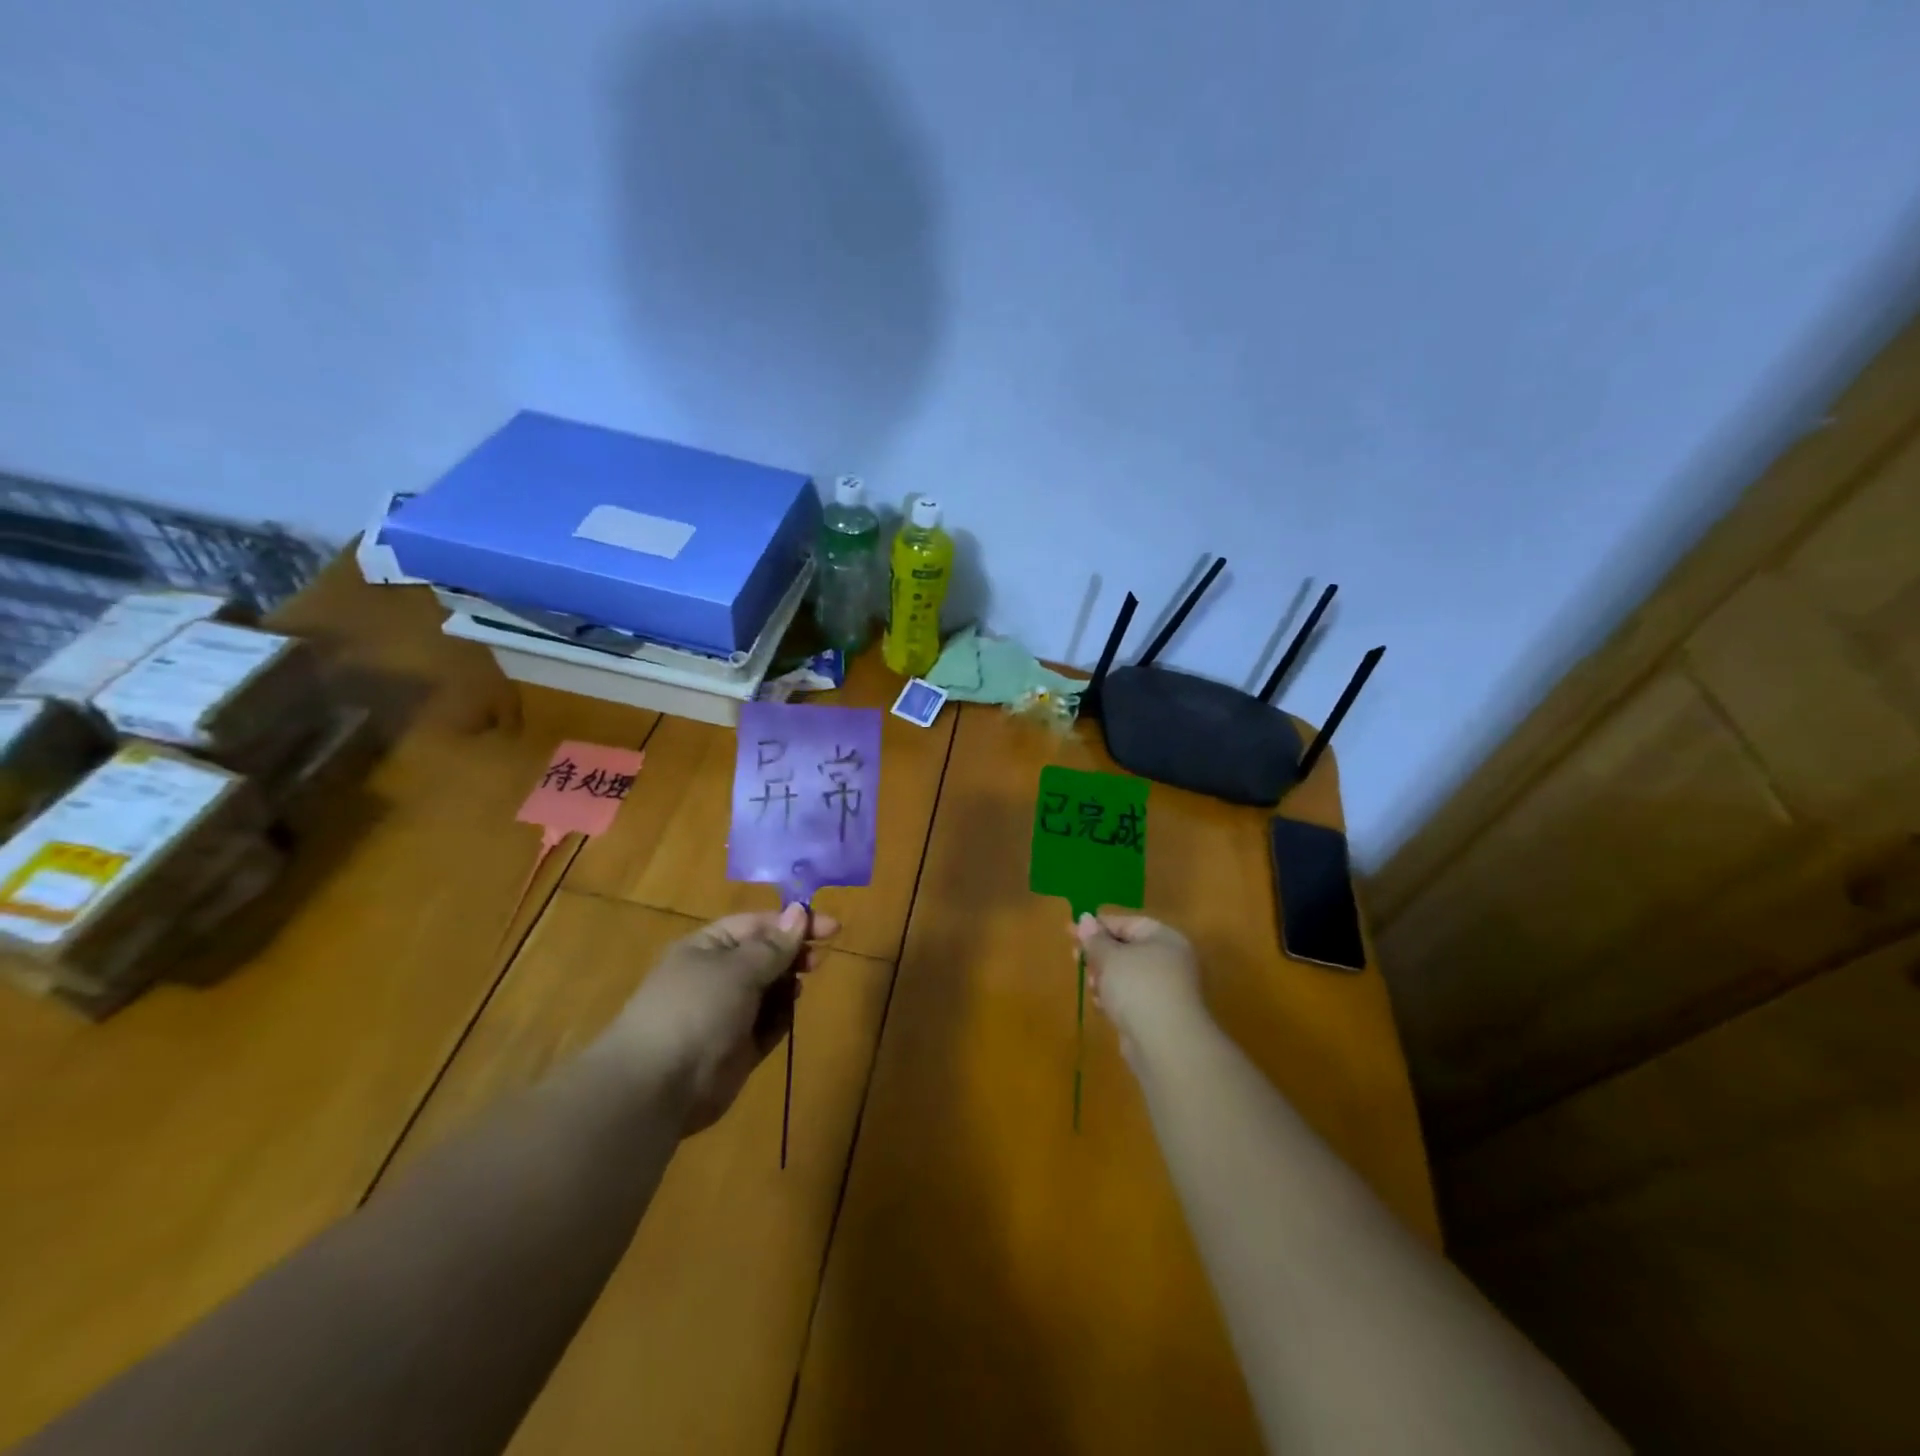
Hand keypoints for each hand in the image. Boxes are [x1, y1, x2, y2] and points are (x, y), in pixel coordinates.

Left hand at [603, 905, 838, 1134]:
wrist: (657, 1087)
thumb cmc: (696, 1010)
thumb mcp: (738, 969)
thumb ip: (774, 945)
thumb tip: (800, 911)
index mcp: (707, 947)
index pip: (758, 924)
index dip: (794, 922)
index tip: (832, 928)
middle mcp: (716, 976)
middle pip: (765, 955)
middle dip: (792, 954)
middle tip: (817, 961)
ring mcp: (726, 1014)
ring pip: (769, 990)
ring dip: (787, 985)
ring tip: (799, 987)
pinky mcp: (737, 1049)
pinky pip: (767, 1024)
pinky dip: (781, 1018)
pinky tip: (788, 1015)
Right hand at [1075, 912, 1210, 1066]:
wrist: (1165, 1045)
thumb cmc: (1137, 987)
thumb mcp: (1110, 956)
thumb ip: (1094, 938)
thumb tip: (1084, 918)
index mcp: (1164, 938)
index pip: (1127, 923)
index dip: (1098, 926)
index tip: (1070, 931)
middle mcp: (1168, 961)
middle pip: (1126, 949)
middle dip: (1099, 955)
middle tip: (1075, 957)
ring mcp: (1164, 990)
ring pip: (1125, 975)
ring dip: (1104, 978)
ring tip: (1093, 986)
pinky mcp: (1157, 1015)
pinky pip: (1129, 998)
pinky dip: (1114, 999)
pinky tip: (1102, 1006)